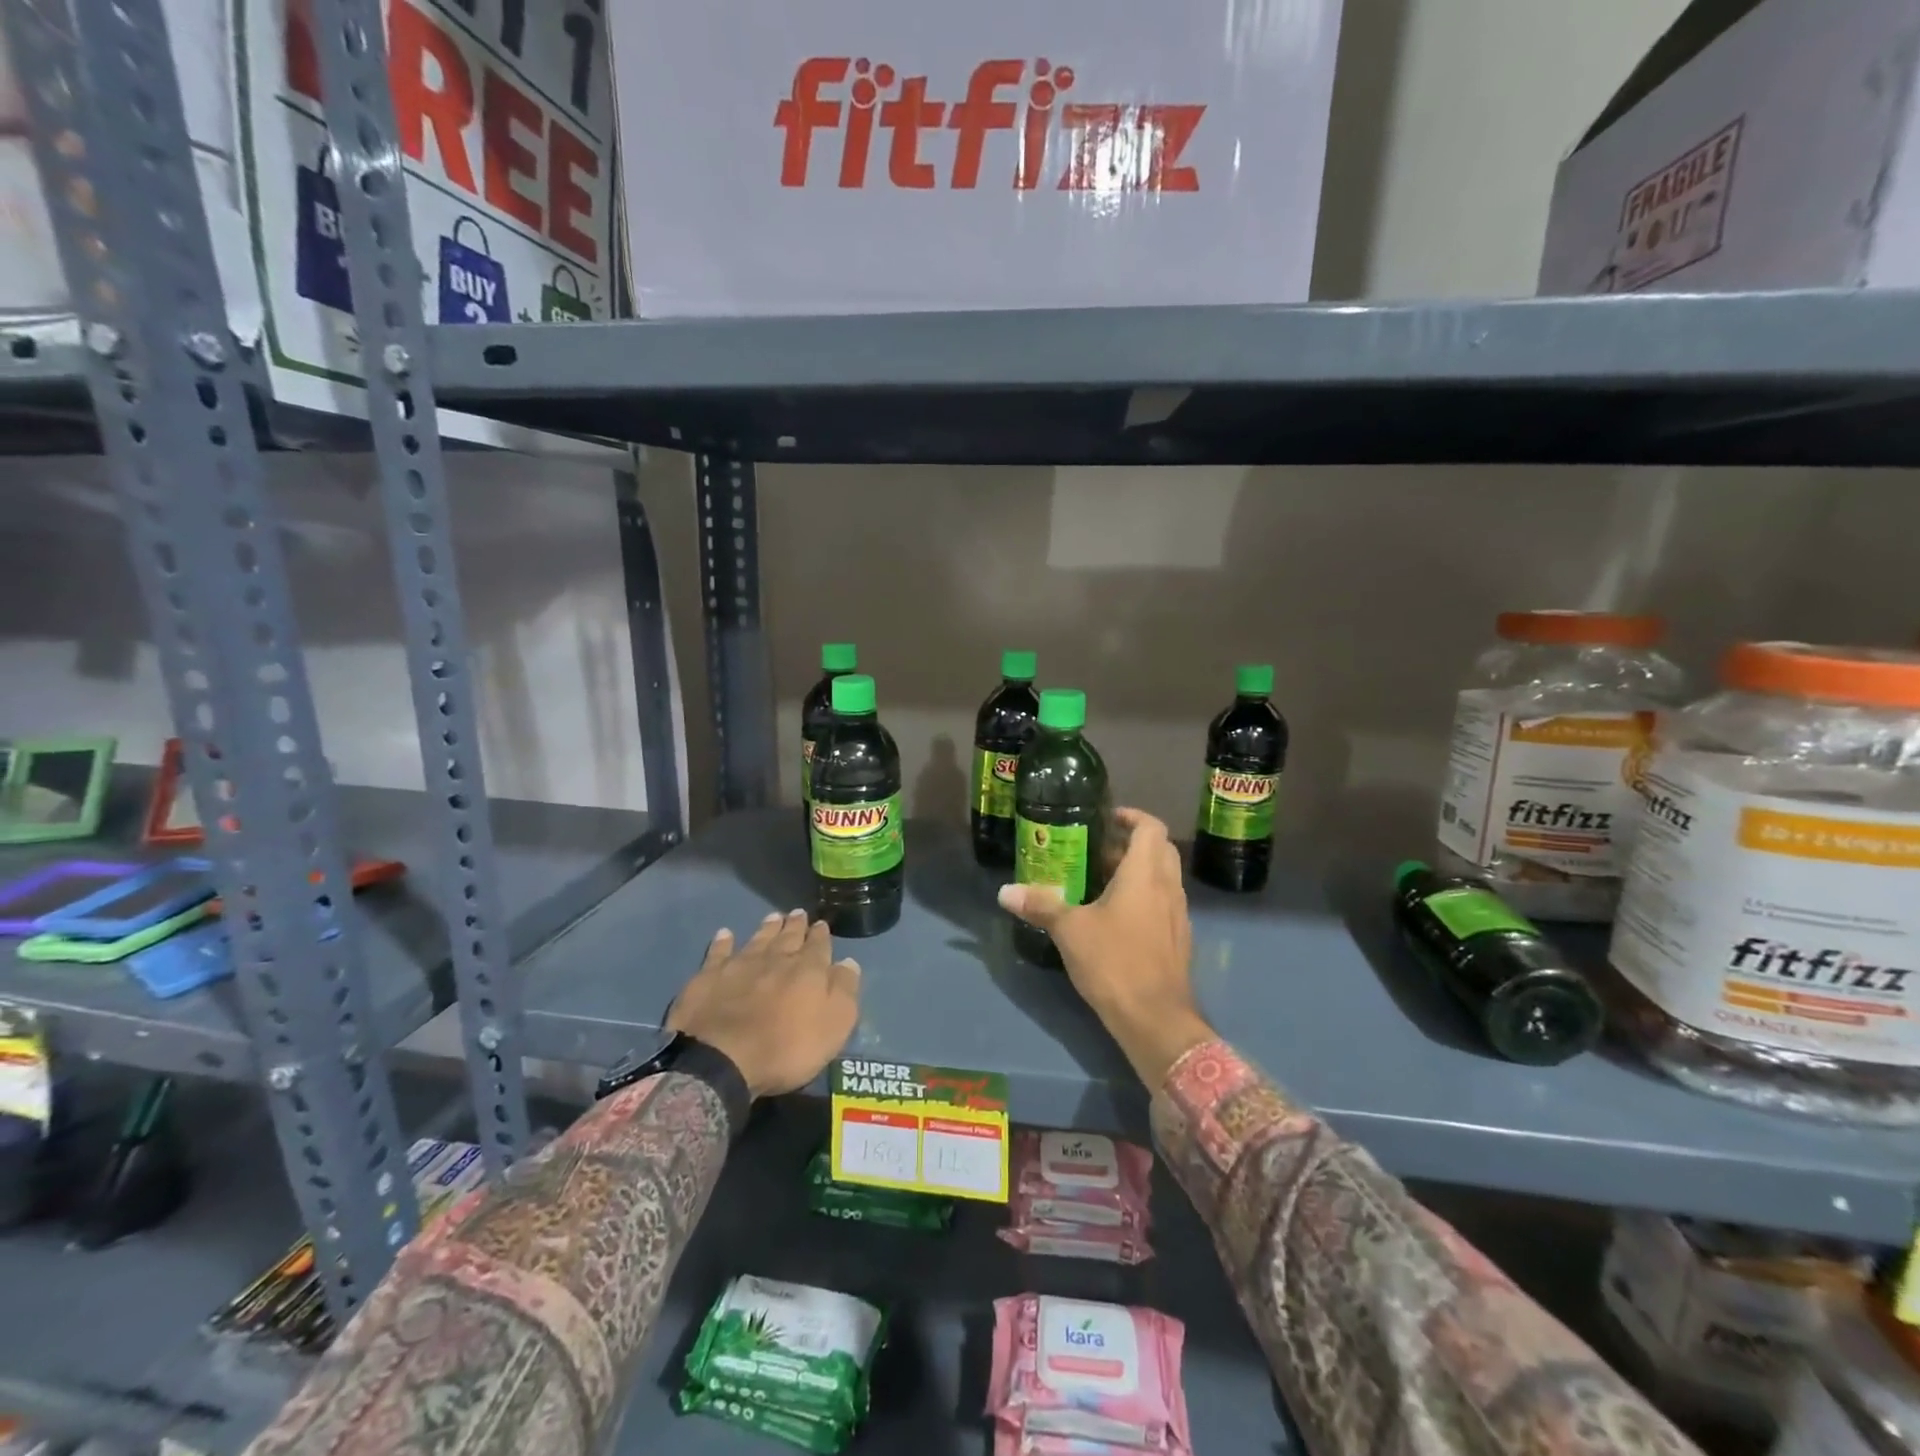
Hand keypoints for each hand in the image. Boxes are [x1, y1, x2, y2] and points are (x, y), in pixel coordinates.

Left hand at [667, 910, 860, 1097]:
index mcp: (808, 970)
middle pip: (788, 937)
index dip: (821, 935)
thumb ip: (843, 990)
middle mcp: (775, 959)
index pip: (819, 945)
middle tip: (798, 912)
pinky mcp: (709, 977)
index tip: (822, 924)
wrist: (723, 1059)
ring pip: (758, 939)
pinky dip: (723, 942)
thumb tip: (848, 962)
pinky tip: (725, 934)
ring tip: (773, 916)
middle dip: (795, 925)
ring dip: (767, 928)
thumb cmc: (787, 1048)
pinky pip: (718, 952)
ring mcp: (740, 965)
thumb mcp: (834, 1025)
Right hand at [998, 808, 1213, 1090]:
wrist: (1156, 1019)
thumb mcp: (1069, 930)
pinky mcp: (1178, 940)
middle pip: (1159, 850)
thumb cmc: (1114, 961)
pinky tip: (1116, 918)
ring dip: (1138, 872)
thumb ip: (1040, 905)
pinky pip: (1163, 904)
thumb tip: (1005, 891)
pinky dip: (1144, 898)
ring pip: (1163, 878)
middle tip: (1097, 851)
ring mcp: (1178, 915)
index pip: (1150, 828)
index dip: (1132, 816)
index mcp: (1145, 874)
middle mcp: (1168, 887)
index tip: (1107, 818)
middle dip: (1131, 844)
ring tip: (1100, 882)